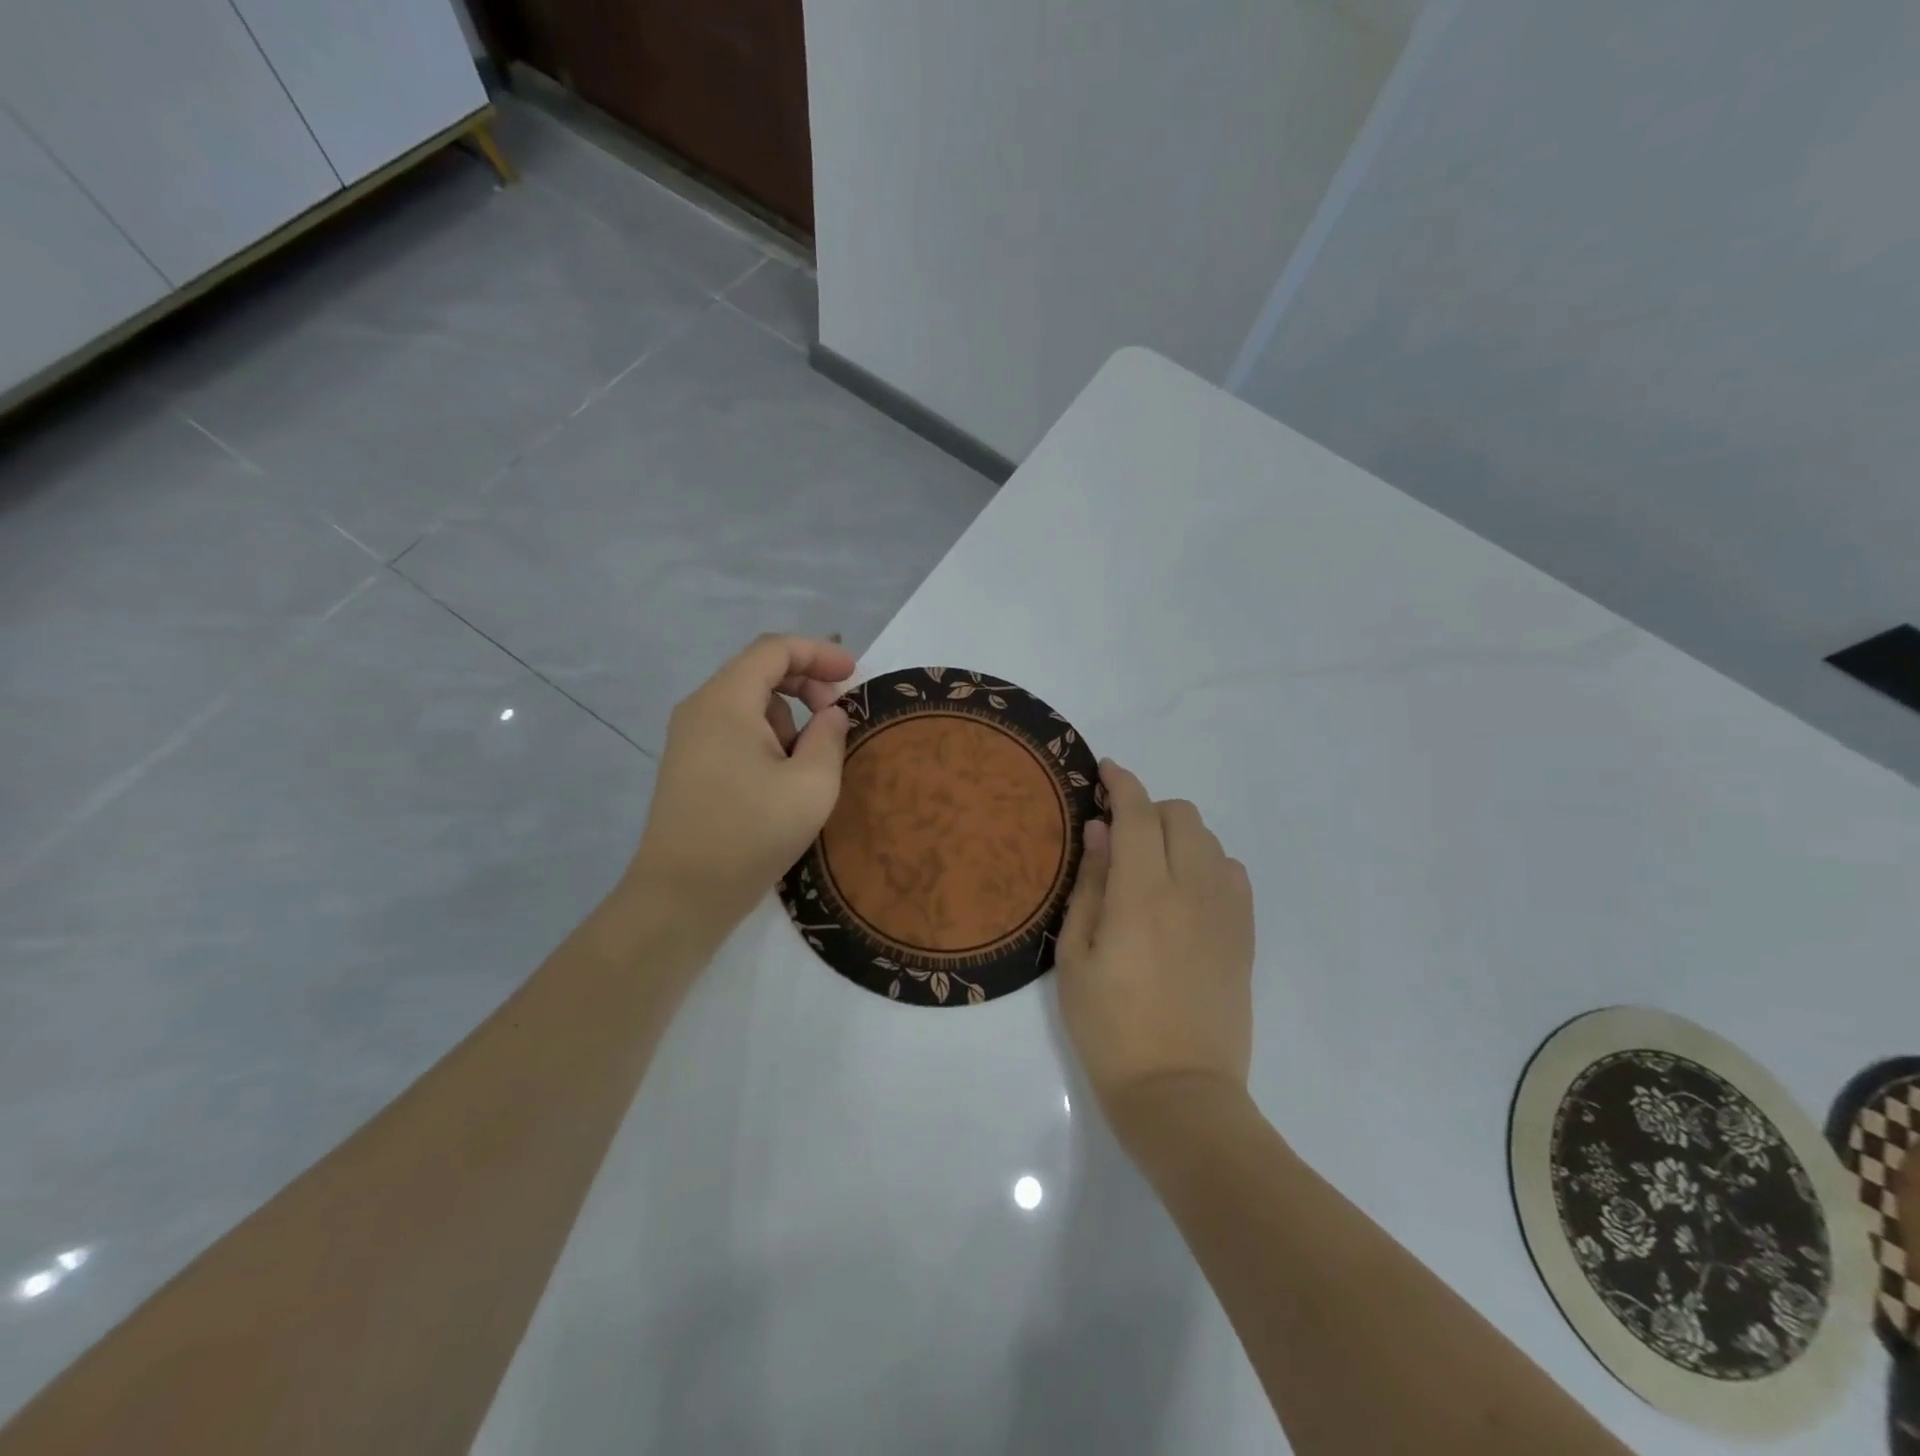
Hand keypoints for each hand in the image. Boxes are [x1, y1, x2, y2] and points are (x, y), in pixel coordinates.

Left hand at [625, 634, 855, 937]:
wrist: (682, 895)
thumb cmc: (751, 834)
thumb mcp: (812, 785)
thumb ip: (830, 736)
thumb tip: (830, 714)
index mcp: (726, 701)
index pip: (774, 649)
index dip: (819, 653)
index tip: (853, 676)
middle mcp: (701, 708)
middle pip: (759, 670)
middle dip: (806, 683)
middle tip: (837, 715)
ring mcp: (689, 737)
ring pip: (748, 703)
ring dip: (788, 717)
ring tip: (808, 762)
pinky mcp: (689, 764)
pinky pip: (734, 729)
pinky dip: (767, 737)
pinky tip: (781, 777)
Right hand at [1056, 760, 1254, 1136]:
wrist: (1179, 1092)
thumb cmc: (1110, 1028)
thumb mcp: (1076, 956)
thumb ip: (1091, 885)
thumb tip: (1100, 832)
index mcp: (1143, 894)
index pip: (1138, 813)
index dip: (1121, 783)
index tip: (1105, 770)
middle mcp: (1192, 890)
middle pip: (1181, 815)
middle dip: (1148, 809)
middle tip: (1120, 837)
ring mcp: (1226, 912)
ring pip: (1209, 840)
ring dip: (1177, 835)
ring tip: (1151, 867)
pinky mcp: (1244, 935)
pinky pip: (1232, 873)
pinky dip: (1207, 863)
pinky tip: (1186, 893)